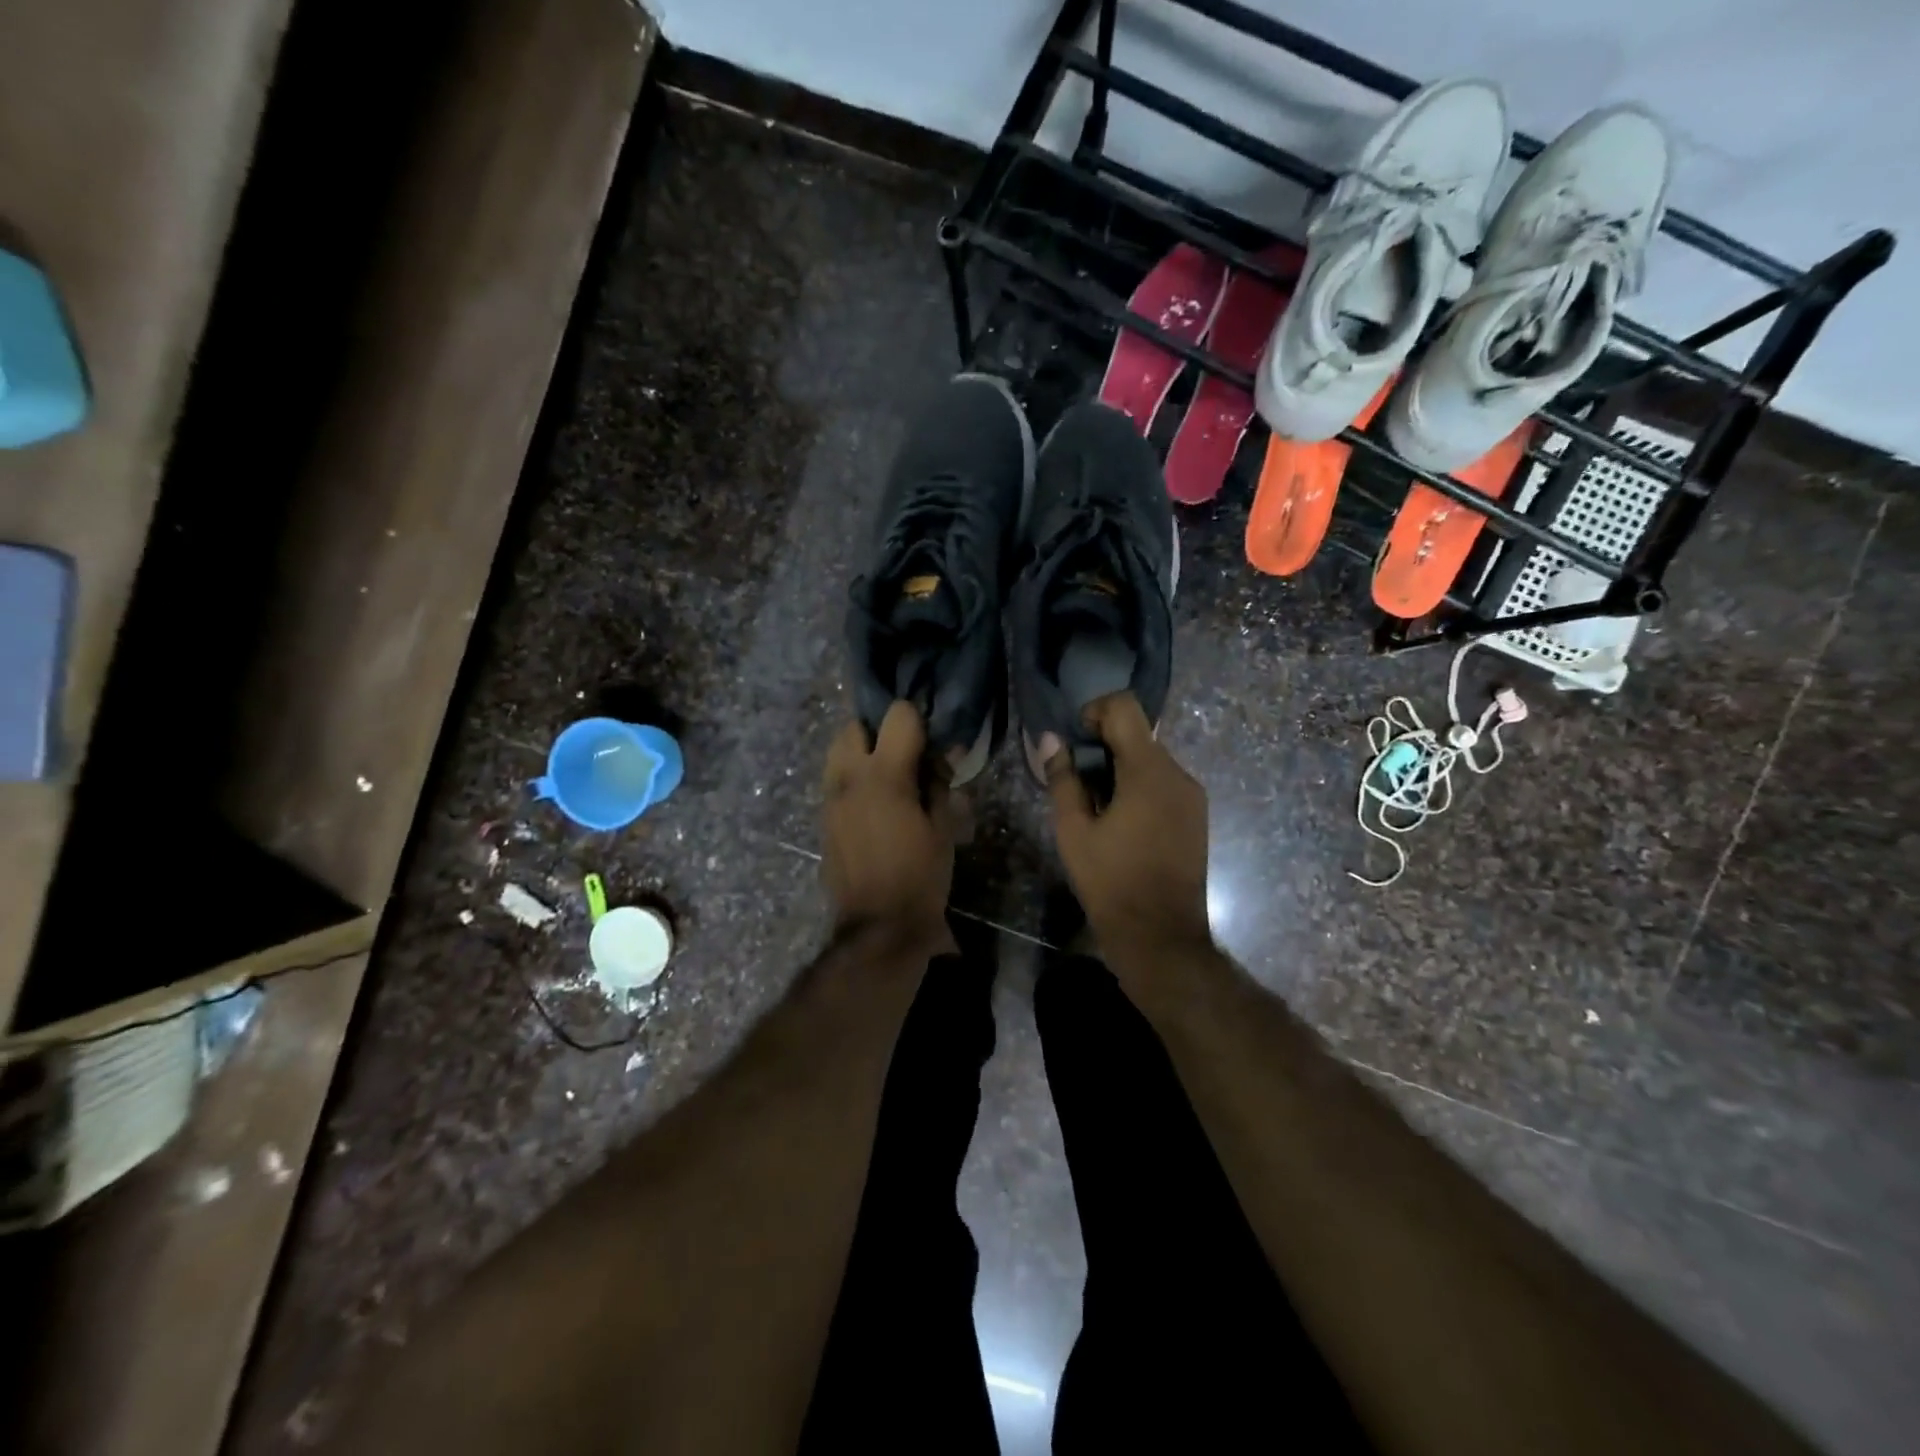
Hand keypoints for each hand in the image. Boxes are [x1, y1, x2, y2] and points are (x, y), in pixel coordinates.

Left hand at [822, 701, 954, 949]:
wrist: (879, 927)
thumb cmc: (920, 876)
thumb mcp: (942, 829)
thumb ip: (940, 784)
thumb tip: (944, 754)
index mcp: (885, 774)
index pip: (897, 715)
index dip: (917, 719)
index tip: (930, 738)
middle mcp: (849, 777)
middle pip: (853, 725)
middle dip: (878, 730)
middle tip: (903, 753)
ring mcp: (831, 798)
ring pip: (836, 751)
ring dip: (860, 752)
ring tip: (887, 777)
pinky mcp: (823, 819)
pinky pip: (834, 781)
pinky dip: (852, 778)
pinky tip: (875, 804)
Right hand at [1047, 693, 1210, 961]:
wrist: (1161, 936)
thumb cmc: (1110, 881)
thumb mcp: (1073, 830)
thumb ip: (1062, 778)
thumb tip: (1051, 739)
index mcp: (1148, 771)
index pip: (1125, 708)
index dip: (1094, 712)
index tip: (1075, 741)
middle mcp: (1178, 774)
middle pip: (1138, 734)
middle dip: (1103, 746)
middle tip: (1077, 782)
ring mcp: (1193, 795)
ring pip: (1151, 760)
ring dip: (1120, 769)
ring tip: (1097, 808)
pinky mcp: (1197, 816)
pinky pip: (1164, 783)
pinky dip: (1139, 787)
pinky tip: (1122, 823)